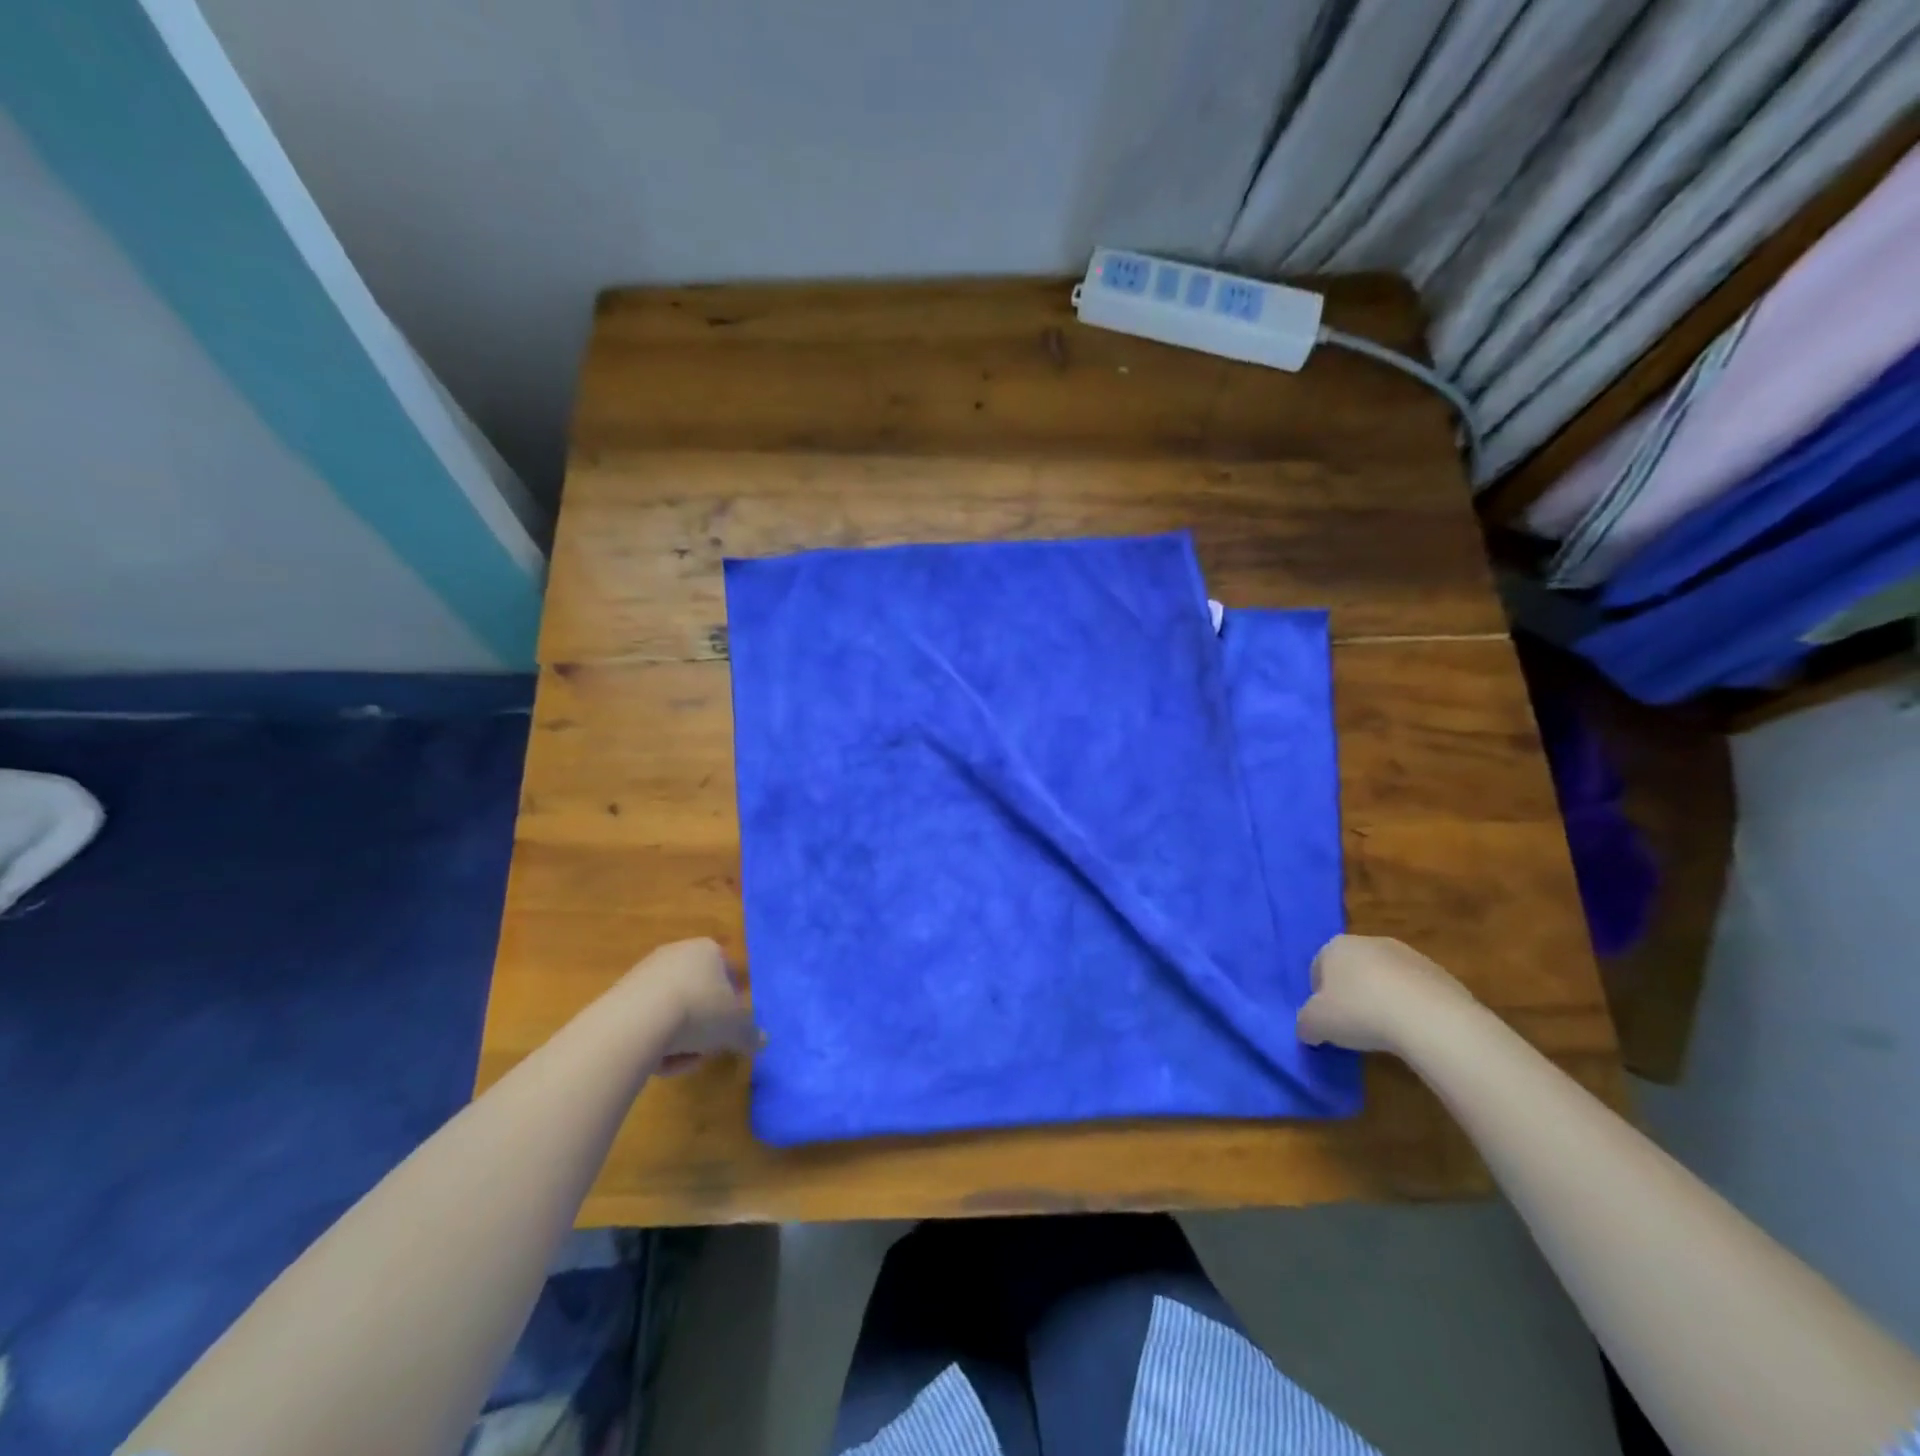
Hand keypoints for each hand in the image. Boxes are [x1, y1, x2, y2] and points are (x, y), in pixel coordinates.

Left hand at [625, 938, 762, 1072]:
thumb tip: (763, 1041)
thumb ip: (750, 1034)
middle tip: (705, 1048)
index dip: (733, 1003)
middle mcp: (677, 952)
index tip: (729, 1029)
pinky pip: (647, 1019)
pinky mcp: (620, 993)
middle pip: (699, 994)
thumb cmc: (699, 1012)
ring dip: (679, 1038)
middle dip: (704, 1025)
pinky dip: (654, 1040)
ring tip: (678, 1060)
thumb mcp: (735, 1028)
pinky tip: (654, 1060)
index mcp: (709, 950)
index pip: (729, 973)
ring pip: (673, 1010)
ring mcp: (646, 971)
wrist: (636, 1022)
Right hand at [1296, 935, 1475, 1051]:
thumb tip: (1308, 1029)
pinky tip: (1414, 1030)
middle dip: (1352, 993)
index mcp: (1336, 947)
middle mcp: (1370, 942)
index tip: (1327, 1020)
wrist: (1431, 1020)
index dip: (1319, 996)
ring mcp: (1408, 955)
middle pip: (1353, 969)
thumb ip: (1305, 1023)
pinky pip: (1415, 991)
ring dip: (1383, 999)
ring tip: (1387, 1031)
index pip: (1318, 968)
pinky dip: (1412, 1007)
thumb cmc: (1360, 1013)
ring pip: (1386, 979)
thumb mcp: (1316, 1024)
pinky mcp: (1440, 973)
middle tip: (1354, 1025)